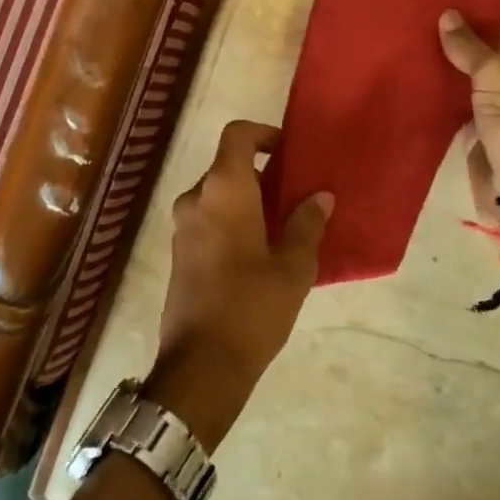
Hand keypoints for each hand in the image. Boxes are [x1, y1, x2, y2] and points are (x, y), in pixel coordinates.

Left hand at [146, 120, 333, 448]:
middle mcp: (196, 198)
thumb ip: (307, 225)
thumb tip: (321, 197)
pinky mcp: (179, 252)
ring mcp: (182, 226)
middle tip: (294, 196)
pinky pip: (208, 218)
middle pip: (228, 165)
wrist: (201, 366)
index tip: (289, 152)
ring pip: (218, 194)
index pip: (237, 135)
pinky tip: (258, 251)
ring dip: (247, 199)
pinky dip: (231, 219)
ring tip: (281, 226)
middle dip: (261, 174)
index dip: (264, 133)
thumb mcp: (293, 267)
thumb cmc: (252, 307)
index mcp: (224, 189)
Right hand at [438, 0, 499, 248]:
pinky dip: (448, 90)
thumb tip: (447, 17)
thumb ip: (472, 47)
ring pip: (483, 75)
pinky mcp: (492, 132)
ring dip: (457, 61)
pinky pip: (468, 102)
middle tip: (436, 15)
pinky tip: (419, 77)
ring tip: (420, 40)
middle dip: (476, 30)